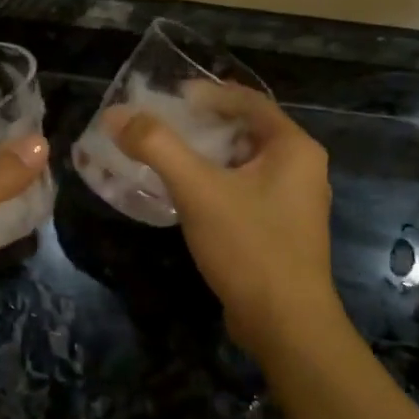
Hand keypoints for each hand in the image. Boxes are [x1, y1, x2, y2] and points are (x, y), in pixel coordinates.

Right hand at [112, 85, 338, 355]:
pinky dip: (216, 183)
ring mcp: (295, 201)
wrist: (286, 325)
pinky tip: (187, 195)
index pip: (249, 101)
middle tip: (163, 125)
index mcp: (295, 147)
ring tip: (168, 156)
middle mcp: (302, 168)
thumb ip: (156, 146)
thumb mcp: (197, 189)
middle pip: (247, 130)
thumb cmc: (249, 246)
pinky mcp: (282, 229)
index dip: (208, 93)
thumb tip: (116, 115)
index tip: (170, 96)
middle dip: (204, 125)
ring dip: (207, 156)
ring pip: (245, 163)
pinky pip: (245, 190)